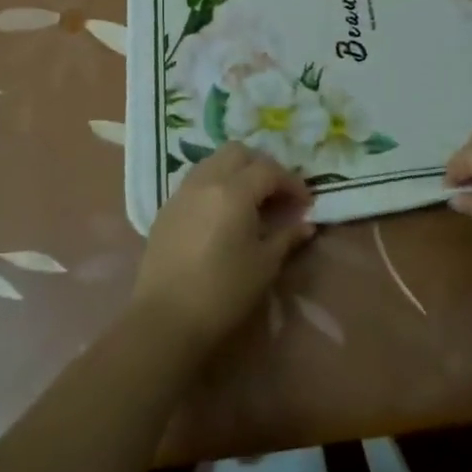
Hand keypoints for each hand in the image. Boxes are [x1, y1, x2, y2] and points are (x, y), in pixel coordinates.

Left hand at [131, 143, 315, 357]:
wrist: (165, 319)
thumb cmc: (223, 292)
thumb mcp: (264, 265)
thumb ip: (286, 237)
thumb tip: (306, 224)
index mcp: (234, 191)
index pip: (269, 170)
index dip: (292, 183)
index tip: (305, 203)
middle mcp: (206, 181)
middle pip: (238, 152)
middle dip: (262, 166)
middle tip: (276, 194)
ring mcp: (182, 192)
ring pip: (213, 161)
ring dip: (236, 171)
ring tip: (250, 200)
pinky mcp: (166, 208)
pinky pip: (196, 180)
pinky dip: (215, 184)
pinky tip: (222, 213)